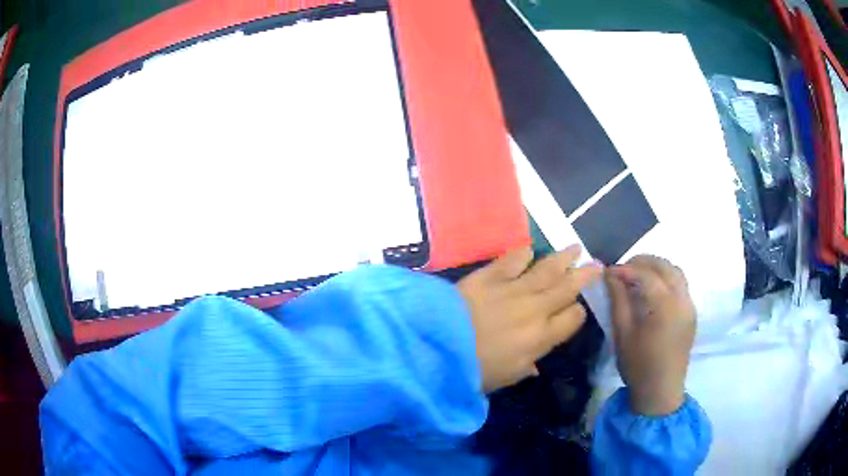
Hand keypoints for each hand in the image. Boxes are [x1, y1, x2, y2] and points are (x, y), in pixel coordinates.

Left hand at [458, 245, 601, 393]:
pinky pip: (512, 260)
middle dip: (584, 275)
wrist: (437, 347)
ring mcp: (513, 289)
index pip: (573, 318)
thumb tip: (536, 365)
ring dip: (563, 258)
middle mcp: (535, 309)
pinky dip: (523, 253)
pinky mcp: (489, 275)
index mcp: (541, 337)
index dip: (577, 312)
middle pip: (567, 288)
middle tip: (596, 263)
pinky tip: (530, 250)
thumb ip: (525, 368)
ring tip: (576, 249)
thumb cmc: (473, 371)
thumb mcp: (505, 378)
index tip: (575, 309)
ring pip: (547, 269)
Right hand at [606, 255, 695, 415]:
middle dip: (643, 261)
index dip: (626, 269)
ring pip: (676, 272)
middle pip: (665, 267)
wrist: (661, 392)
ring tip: (638, 275)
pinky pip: (681, 285)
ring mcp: (690, 306)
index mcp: (665, 306)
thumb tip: (611, 275)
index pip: (646, 275)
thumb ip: (618, 300)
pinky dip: (666, 278)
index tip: (609, 271)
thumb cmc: (638, 366)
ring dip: (657, 267)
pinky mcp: (691, 313)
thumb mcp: (623, 334)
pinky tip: (653, 289)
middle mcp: (682, 300)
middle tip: (623, 269)